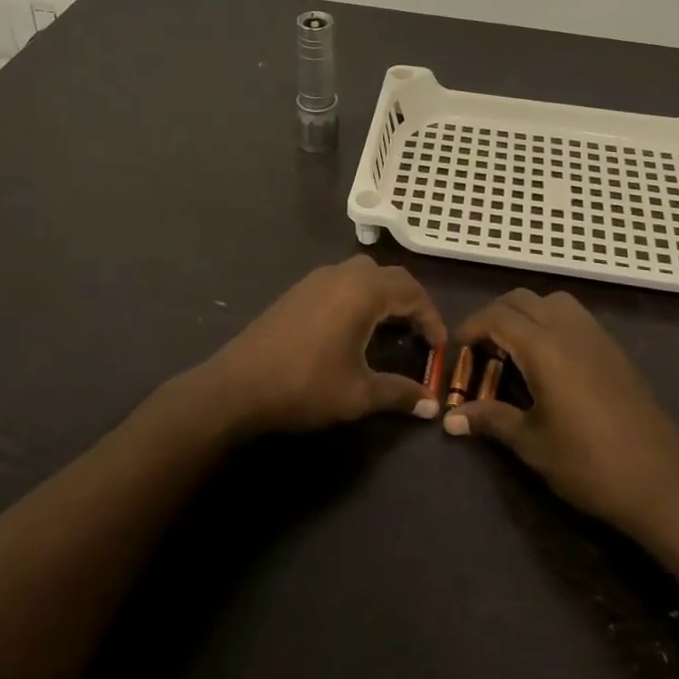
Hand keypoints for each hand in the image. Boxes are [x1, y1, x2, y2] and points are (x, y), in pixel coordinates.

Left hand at [200, 256, 447, 434]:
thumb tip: (433, 405)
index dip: (431, 318)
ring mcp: (316, 279)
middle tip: (420, 335)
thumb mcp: (359, 393)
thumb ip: (400, 393)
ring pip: (363, 274)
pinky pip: (341, 281)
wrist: (237, 386)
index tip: (440, 347)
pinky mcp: (298, 290)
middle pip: (390, 276)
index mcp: (363, 291)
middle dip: (411, 302)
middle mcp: (342, 275)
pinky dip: (360, 296)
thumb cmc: (305, 386)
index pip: (412, 292)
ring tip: (390, 329)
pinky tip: (354, 327)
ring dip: (384, 295)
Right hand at [445, 289, 678, 533]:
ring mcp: (597, 336)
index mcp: (544, 349)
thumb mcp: (532, 445)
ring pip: (552, 301)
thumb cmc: (588, 464)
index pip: (497, 317)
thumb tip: (450, 418)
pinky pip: (575, 316)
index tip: (457, 348)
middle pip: (522, 299)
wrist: (661, 482)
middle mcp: (569, 330)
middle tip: (482, 349)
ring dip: (526, 313)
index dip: (472, 326)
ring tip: (515, 349)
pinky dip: (551, 322)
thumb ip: (491, 420)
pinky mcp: (614, 349)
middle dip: (495, 316)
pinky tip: (550, 360)